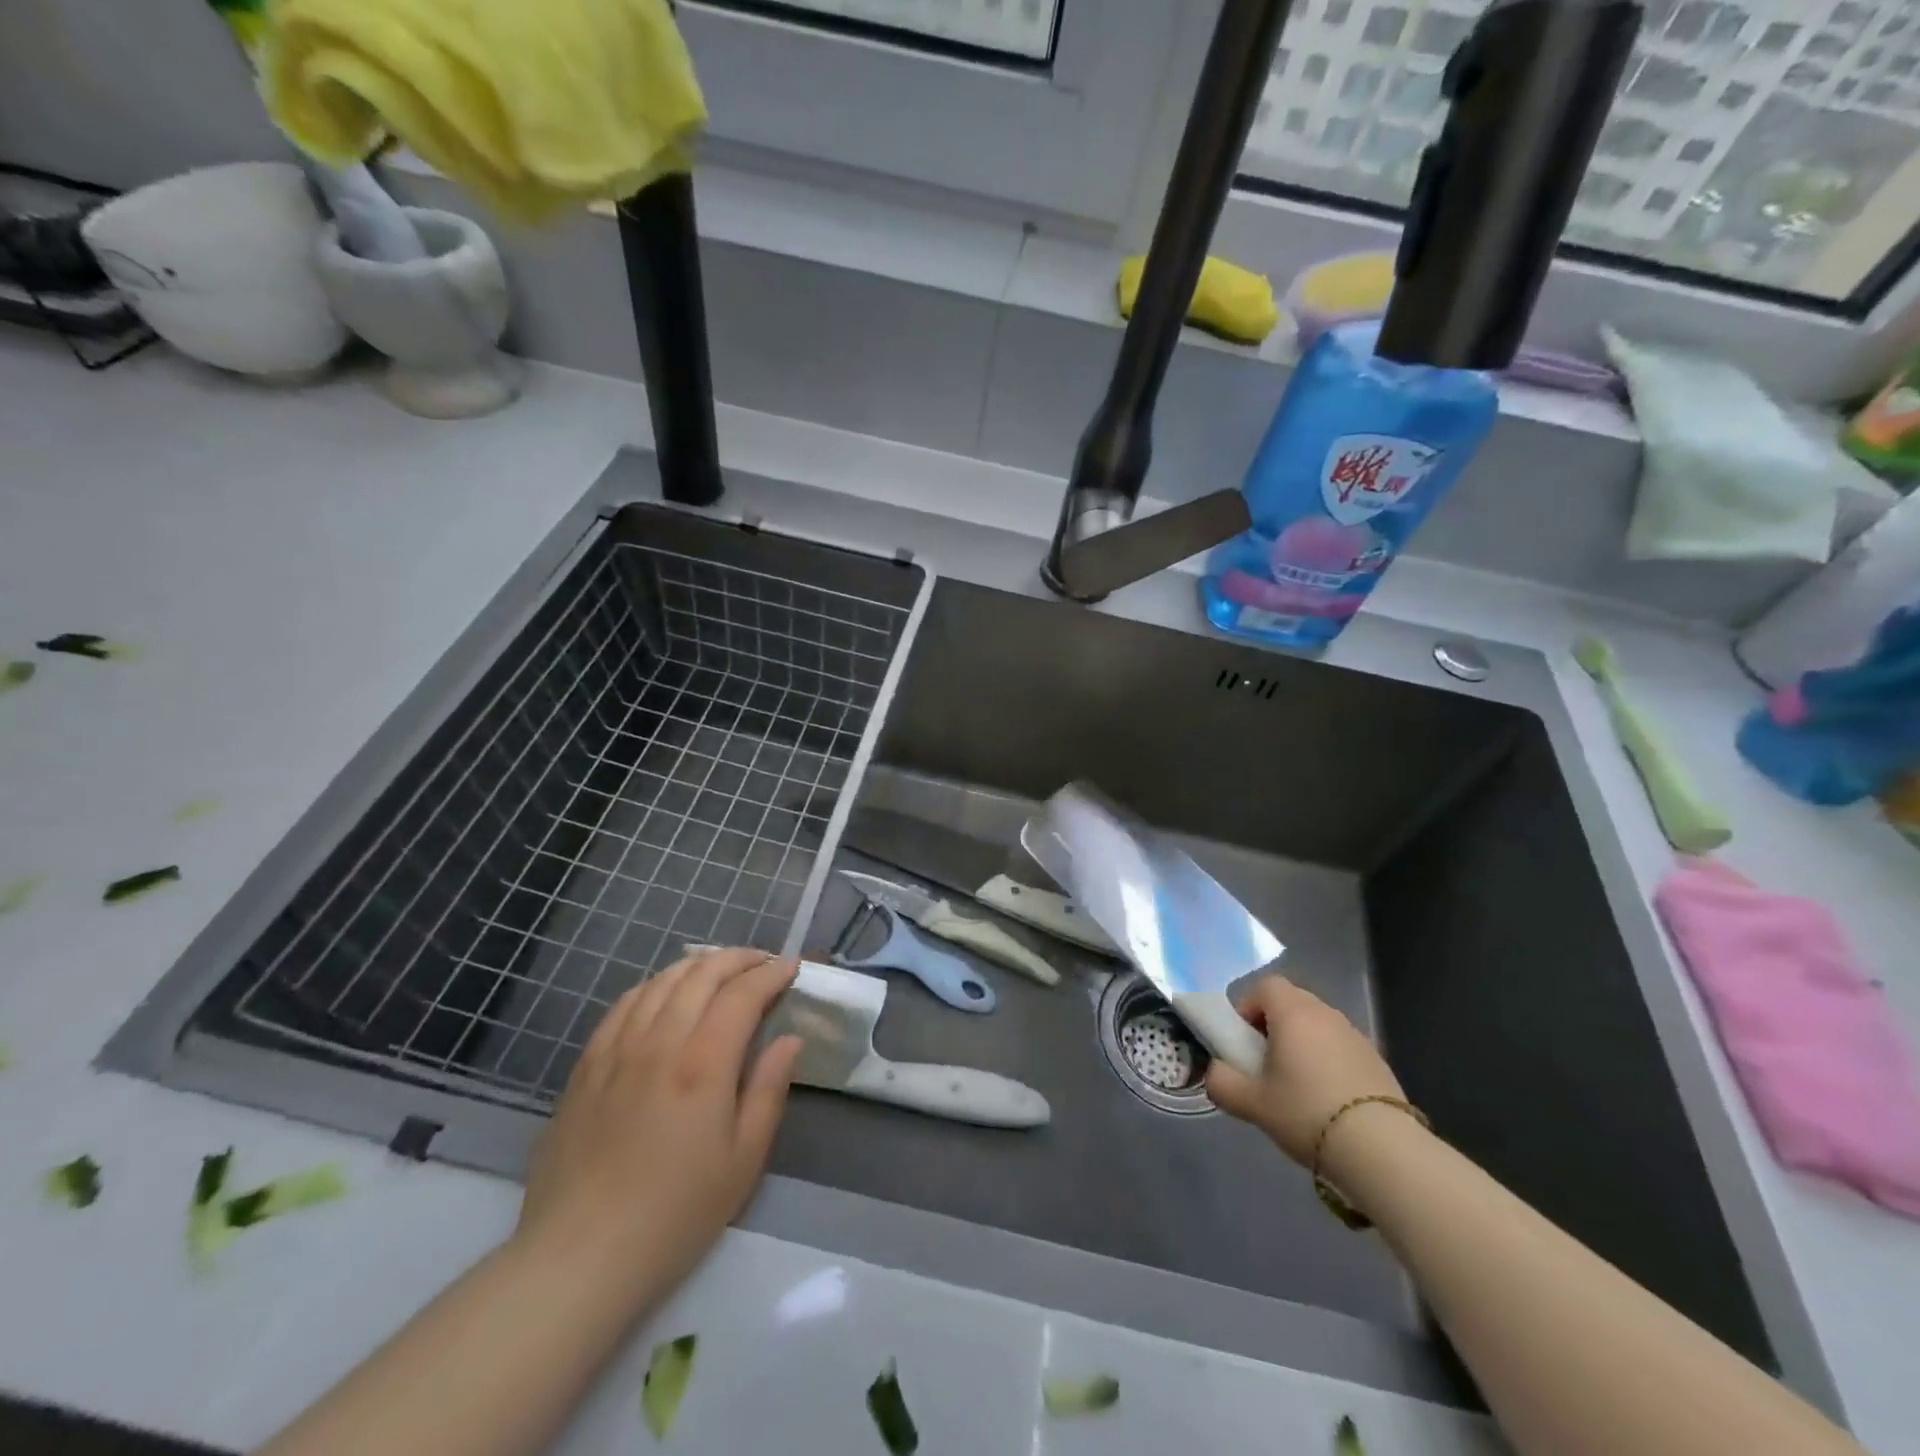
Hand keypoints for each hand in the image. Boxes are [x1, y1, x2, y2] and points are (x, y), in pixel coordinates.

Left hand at [513, 948, 802, 1310]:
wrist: (579, 1256)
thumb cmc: (675, 1214)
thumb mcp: (744, 1160)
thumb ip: (770, 1090)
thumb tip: (790, 1039)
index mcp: (704, 1064)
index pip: (743, 994)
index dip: (772, 973)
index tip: (792, 968)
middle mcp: (660, 1042)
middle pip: (702, 974)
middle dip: (739, 958)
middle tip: (763, 963)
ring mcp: (617, 1049)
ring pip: (662, 981)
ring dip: (698, 965)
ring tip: (721, 970)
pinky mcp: (587, 1065)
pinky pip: (624, 1003)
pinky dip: (655, 985)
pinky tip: (665, 993)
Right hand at [1204, 976, 1403, 1166]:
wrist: (1381, 1149)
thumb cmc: (1306, 1112)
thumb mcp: (1252, 1103)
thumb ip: (1222, 1083)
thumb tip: (1214, 1073)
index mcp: (1293, 1012)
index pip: (1265, 986)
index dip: (1248, 1007)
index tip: (1244, 1041)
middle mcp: (1325, 1013)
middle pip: (1292, 1003)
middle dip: (1273, 1026)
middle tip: (1265, 1065)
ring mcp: (1356, 1036)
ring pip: (1318, 1026)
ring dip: (1302, 1044)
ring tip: (1297, 1087)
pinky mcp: (1378, 1061)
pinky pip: (1341, 1048)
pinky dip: (1328, 1062)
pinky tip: (1327, 1101)